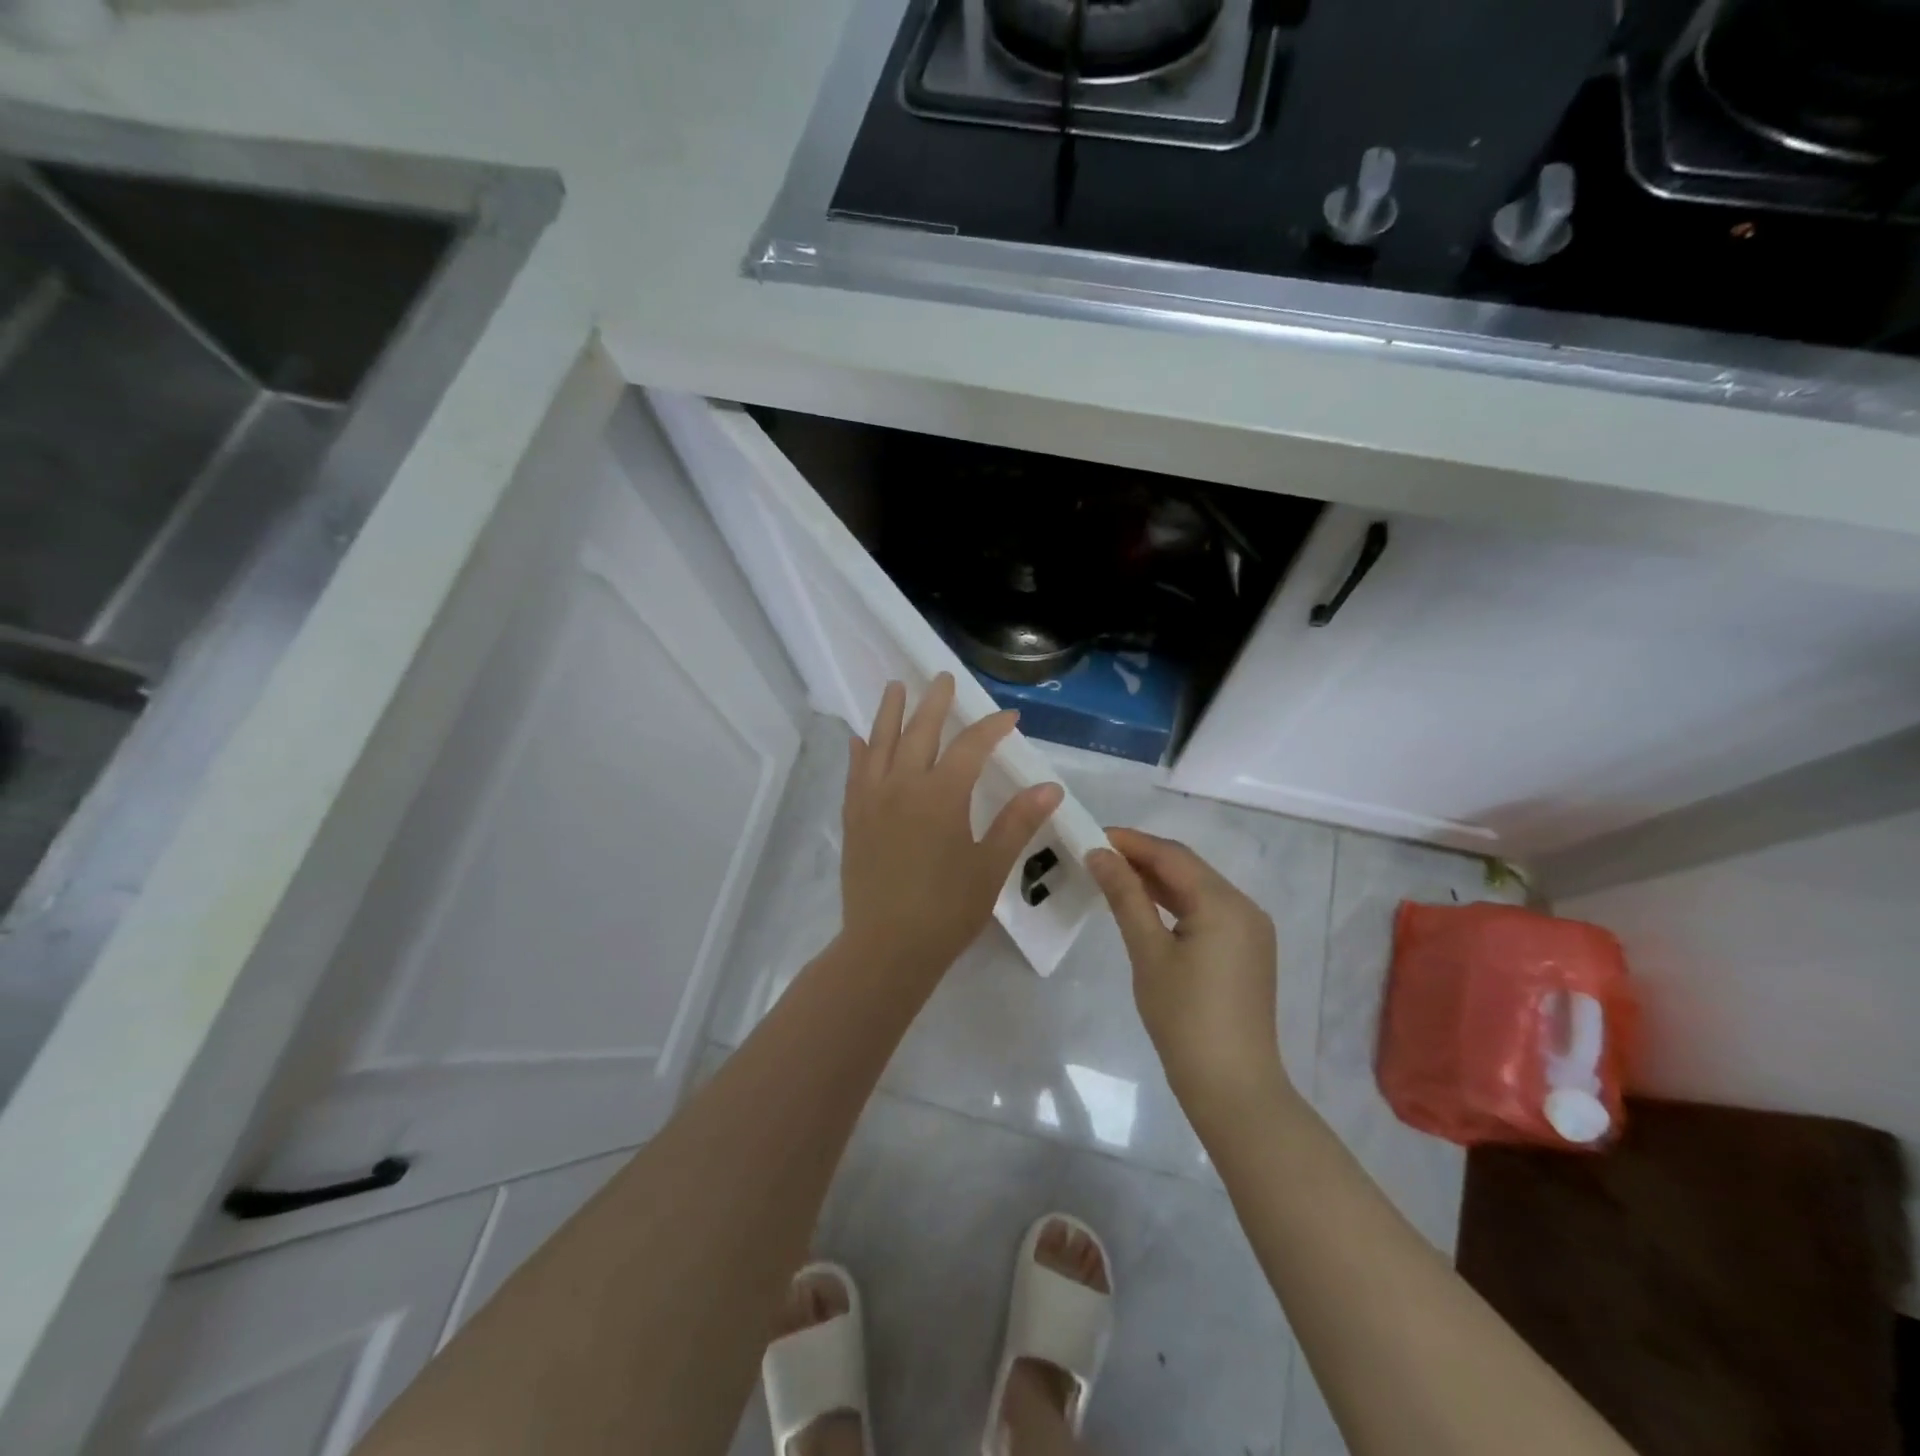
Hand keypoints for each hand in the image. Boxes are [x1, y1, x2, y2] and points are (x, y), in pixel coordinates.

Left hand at [839, 674, 1063, 982]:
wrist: (887, 947)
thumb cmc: (947, 909)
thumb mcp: (991, 866)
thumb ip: (1018, 821)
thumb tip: (1050, 787)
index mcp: (942, 794)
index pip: (970, 746)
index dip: (991, 727)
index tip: (1009, 717)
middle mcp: (903, 785)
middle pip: (920, 730)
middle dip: (935, 702)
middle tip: (943, 678)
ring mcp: (872, 799)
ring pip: (880, 742)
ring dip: (890, 712)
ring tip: (896, 687)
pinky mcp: (853, 817)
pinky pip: (855, 772)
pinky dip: (860, 750)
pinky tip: (860, 739)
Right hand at [1088, 828, 1293, 1126]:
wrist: (1233, 1088)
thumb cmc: (1184, 1019)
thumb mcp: (1148, 953)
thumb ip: (1125, 897)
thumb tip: (1100, 855)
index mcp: (1224, 903)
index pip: (1172, 855)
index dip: (1131, 842)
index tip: (1092, 836)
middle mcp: (1245, 907)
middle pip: (1188, 868)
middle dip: (1143, 858)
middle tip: (1097, 856)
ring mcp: (1250, 930)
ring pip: (1197, 889)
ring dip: (1157, 880)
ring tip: (1113, 876)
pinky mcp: (1247, 951)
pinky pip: (1207, 912)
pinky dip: (1175, 904)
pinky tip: (1145, 906)